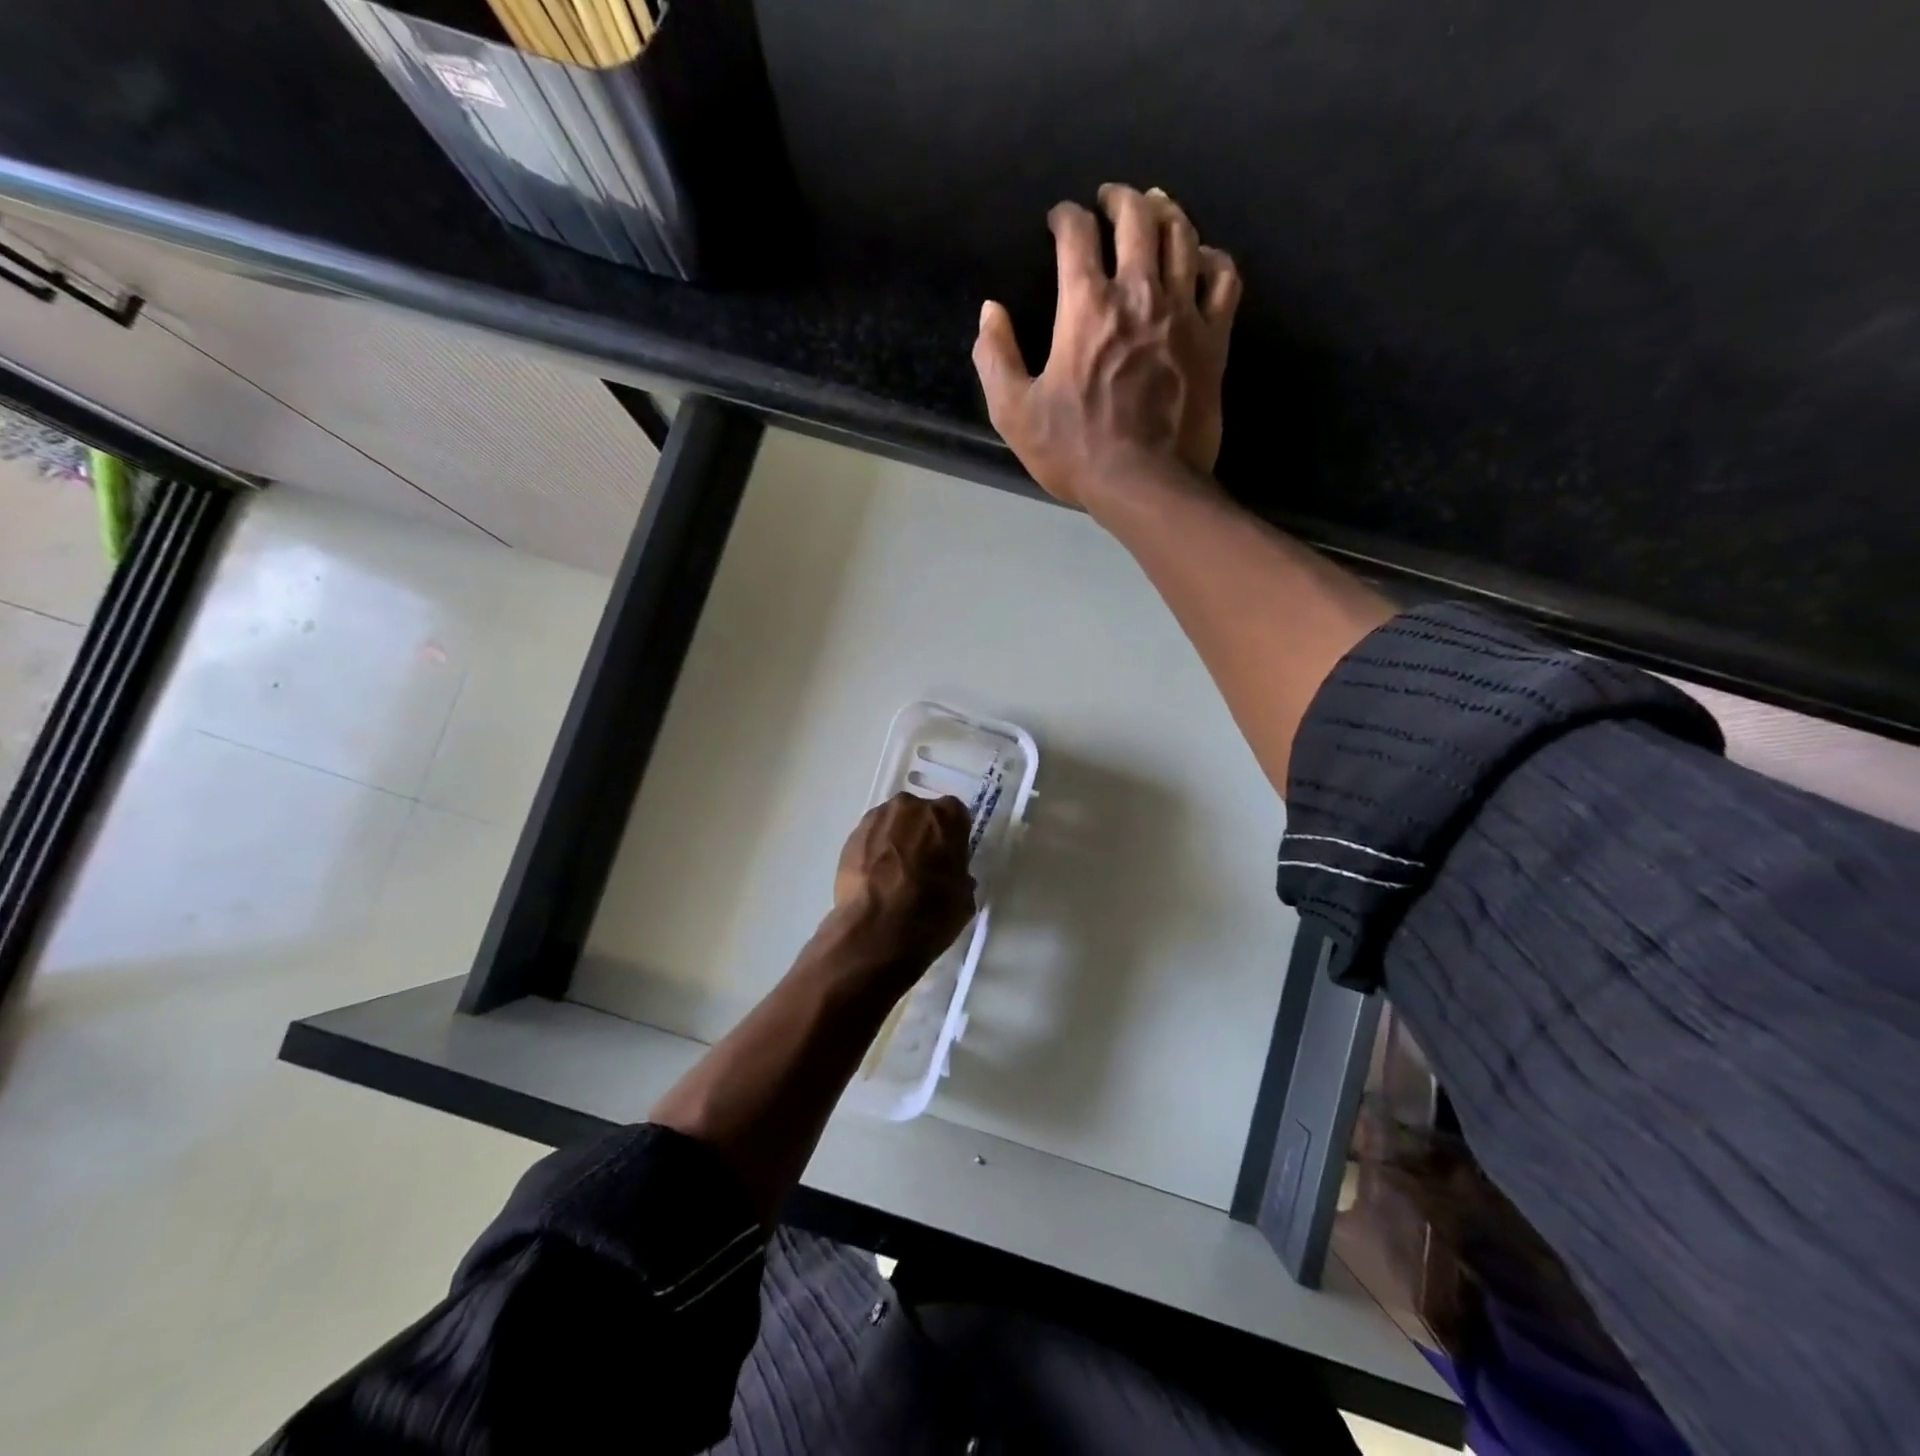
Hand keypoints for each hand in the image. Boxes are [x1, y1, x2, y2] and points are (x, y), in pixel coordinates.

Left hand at [827, 792, 977, 979]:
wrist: (877, 930)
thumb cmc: (931, 913)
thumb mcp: (964, 898)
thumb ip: (960, 876)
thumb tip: (952, 877)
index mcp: (947, 816)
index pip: (955, 816)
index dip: (952, 838)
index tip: (949, 858)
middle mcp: (912, 807)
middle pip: (920, 814)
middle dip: (922, 834)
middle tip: (922, 865)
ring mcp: (877, 818)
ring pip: (893, 824)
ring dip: (896, 841)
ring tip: (894, 874)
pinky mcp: (852, 836)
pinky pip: (871, 838)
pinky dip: (874, 852)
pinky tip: (875, 879)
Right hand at [973, 184, 1242, 510]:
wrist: (1145, 484)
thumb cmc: (1077, 452)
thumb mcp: (1015, 414)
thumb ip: (996, 358)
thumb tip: (990, 312)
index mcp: (1087, 306)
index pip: (1077, 235)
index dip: (1066, 217)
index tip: (1059, 219)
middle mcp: (1139, 293)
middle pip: (1137, 217)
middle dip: (1119, 198)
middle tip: (1109, 199)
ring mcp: (1183, 313)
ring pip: (1183, 235)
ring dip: (1166, 212)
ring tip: (1155, 208)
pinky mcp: (1213, 338)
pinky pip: (1223, 278)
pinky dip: (1211, 257)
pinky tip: (1201, 258)